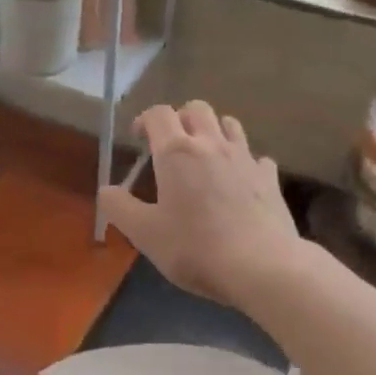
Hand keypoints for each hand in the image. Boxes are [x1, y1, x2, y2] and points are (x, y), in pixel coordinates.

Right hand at [100, 102, 302, 305]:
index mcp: (176, 152)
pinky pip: (256, 156)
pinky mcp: (269, 177)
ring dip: (214, 130)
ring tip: (205, 154)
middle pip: (196, 108)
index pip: (158, 114)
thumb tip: (106, 190)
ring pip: (229, 124)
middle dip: (181, 118)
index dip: (145, 120)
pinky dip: (244, 161)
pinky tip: (240, 180)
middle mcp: (211, 144)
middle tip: (171, 144)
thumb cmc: (195, 248)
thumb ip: (120, 208)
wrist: (261, 266)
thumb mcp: (145, 234)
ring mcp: (245, 158)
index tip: (138, 138)